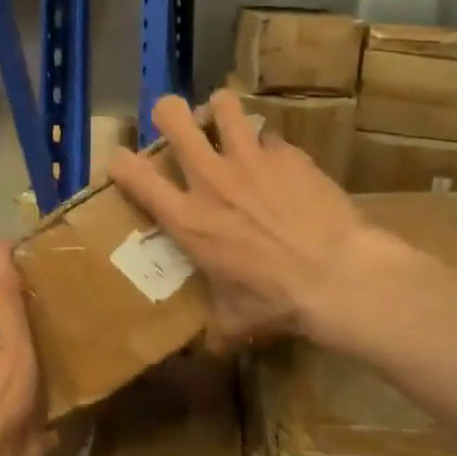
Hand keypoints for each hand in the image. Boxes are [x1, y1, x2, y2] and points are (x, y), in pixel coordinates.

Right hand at [109, 90, 375, 345]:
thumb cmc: (276, 301)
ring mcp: (250, 160)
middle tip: (175, 124)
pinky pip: (270, 136)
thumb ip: (215, 326)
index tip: (122, 162)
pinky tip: (279, 164)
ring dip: (220, 111)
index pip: (135, 176)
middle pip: (173, 118)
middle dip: (168, 113)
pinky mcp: (288, 154)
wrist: (335, 275)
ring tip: (226, 123)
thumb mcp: (234, 320)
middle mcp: (211, 180)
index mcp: (187, 219)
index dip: (120, 162)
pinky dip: (268, 146)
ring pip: (223, 106)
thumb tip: (210, 349)